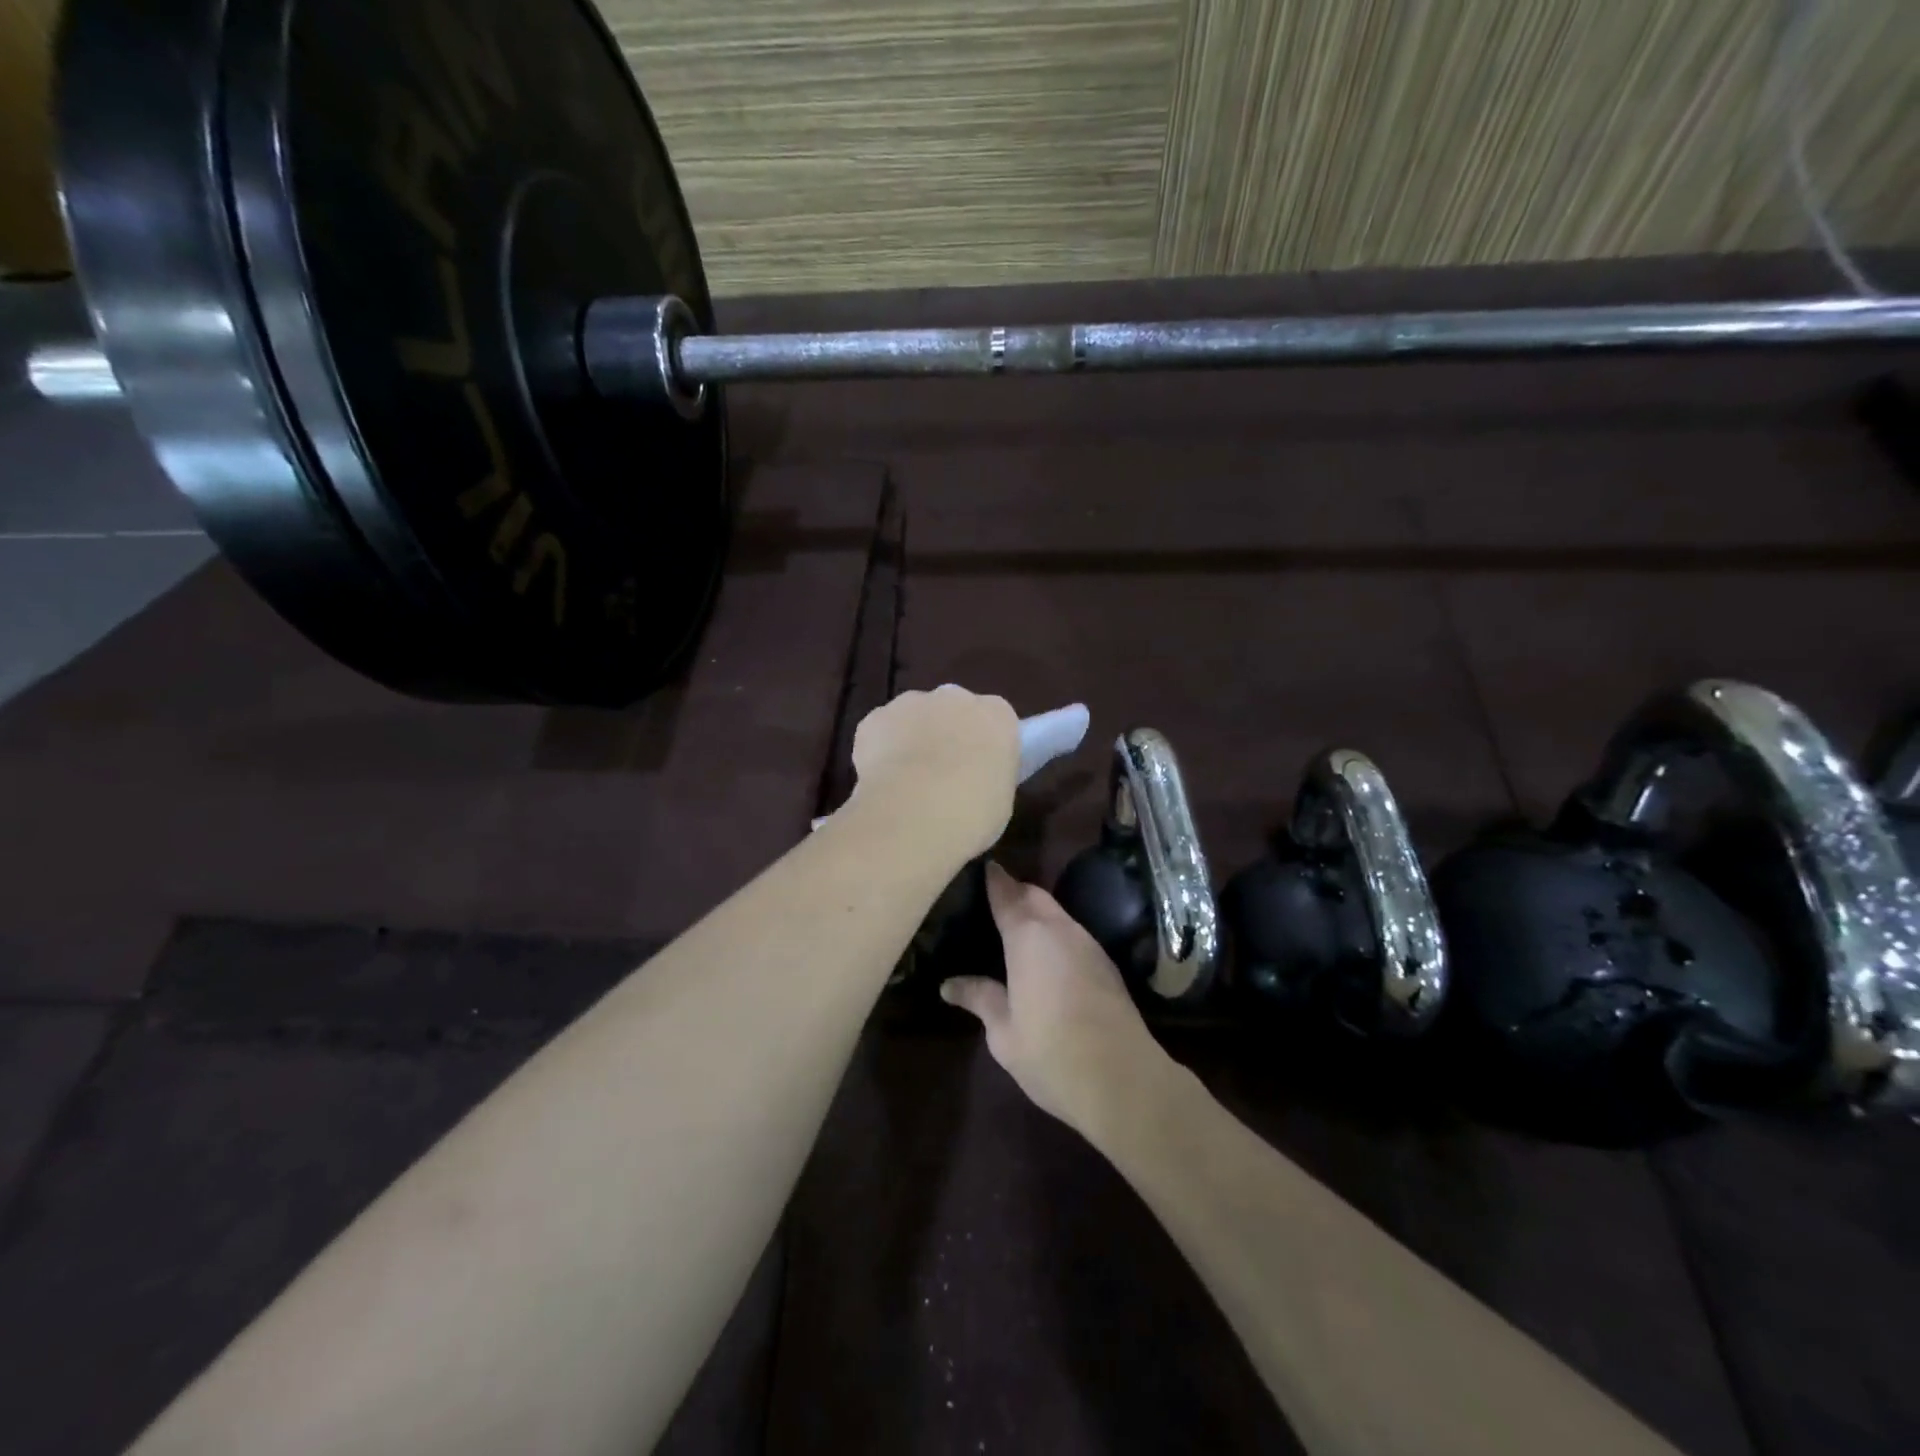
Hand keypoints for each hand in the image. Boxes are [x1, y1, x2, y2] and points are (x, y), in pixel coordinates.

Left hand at [849, 686, 1020, 860]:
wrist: (914, 814)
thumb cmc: (972, 813)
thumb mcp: (999, 801)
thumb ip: (988, 777)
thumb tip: (974, 780)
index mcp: (996, 716)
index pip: (995, 719)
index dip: (984, 745)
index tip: (978, 770)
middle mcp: (956, 698)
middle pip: (953, 709)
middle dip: (947, 733)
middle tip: (943, 774)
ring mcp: (912, 703)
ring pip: (914, 715)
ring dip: (912, 738)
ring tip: (907, 781)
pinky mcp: (875, 717)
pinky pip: (881, 730)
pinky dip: (880, 749)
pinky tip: (881, 780)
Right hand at [941, 863, 1173, 1138]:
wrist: (1123, 1079)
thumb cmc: (1051, 1052)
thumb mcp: (1003, 1032)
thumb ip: (980, 998)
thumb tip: (949, 985)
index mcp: (1029, 937)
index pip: (1007, 894)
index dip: (993, 879)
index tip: (982, 867)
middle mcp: (1061, 929)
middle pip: (1035, 896)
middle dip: (1015, 891)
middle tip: (992, 898)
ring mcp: (1089, 945)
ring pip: (1058, 914)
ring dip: (1037, 912)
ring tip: (1014, 926)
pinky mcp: (1106, 965)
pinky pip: (1072, 933)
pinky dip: (1054, 932)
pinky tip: (1044, 953)